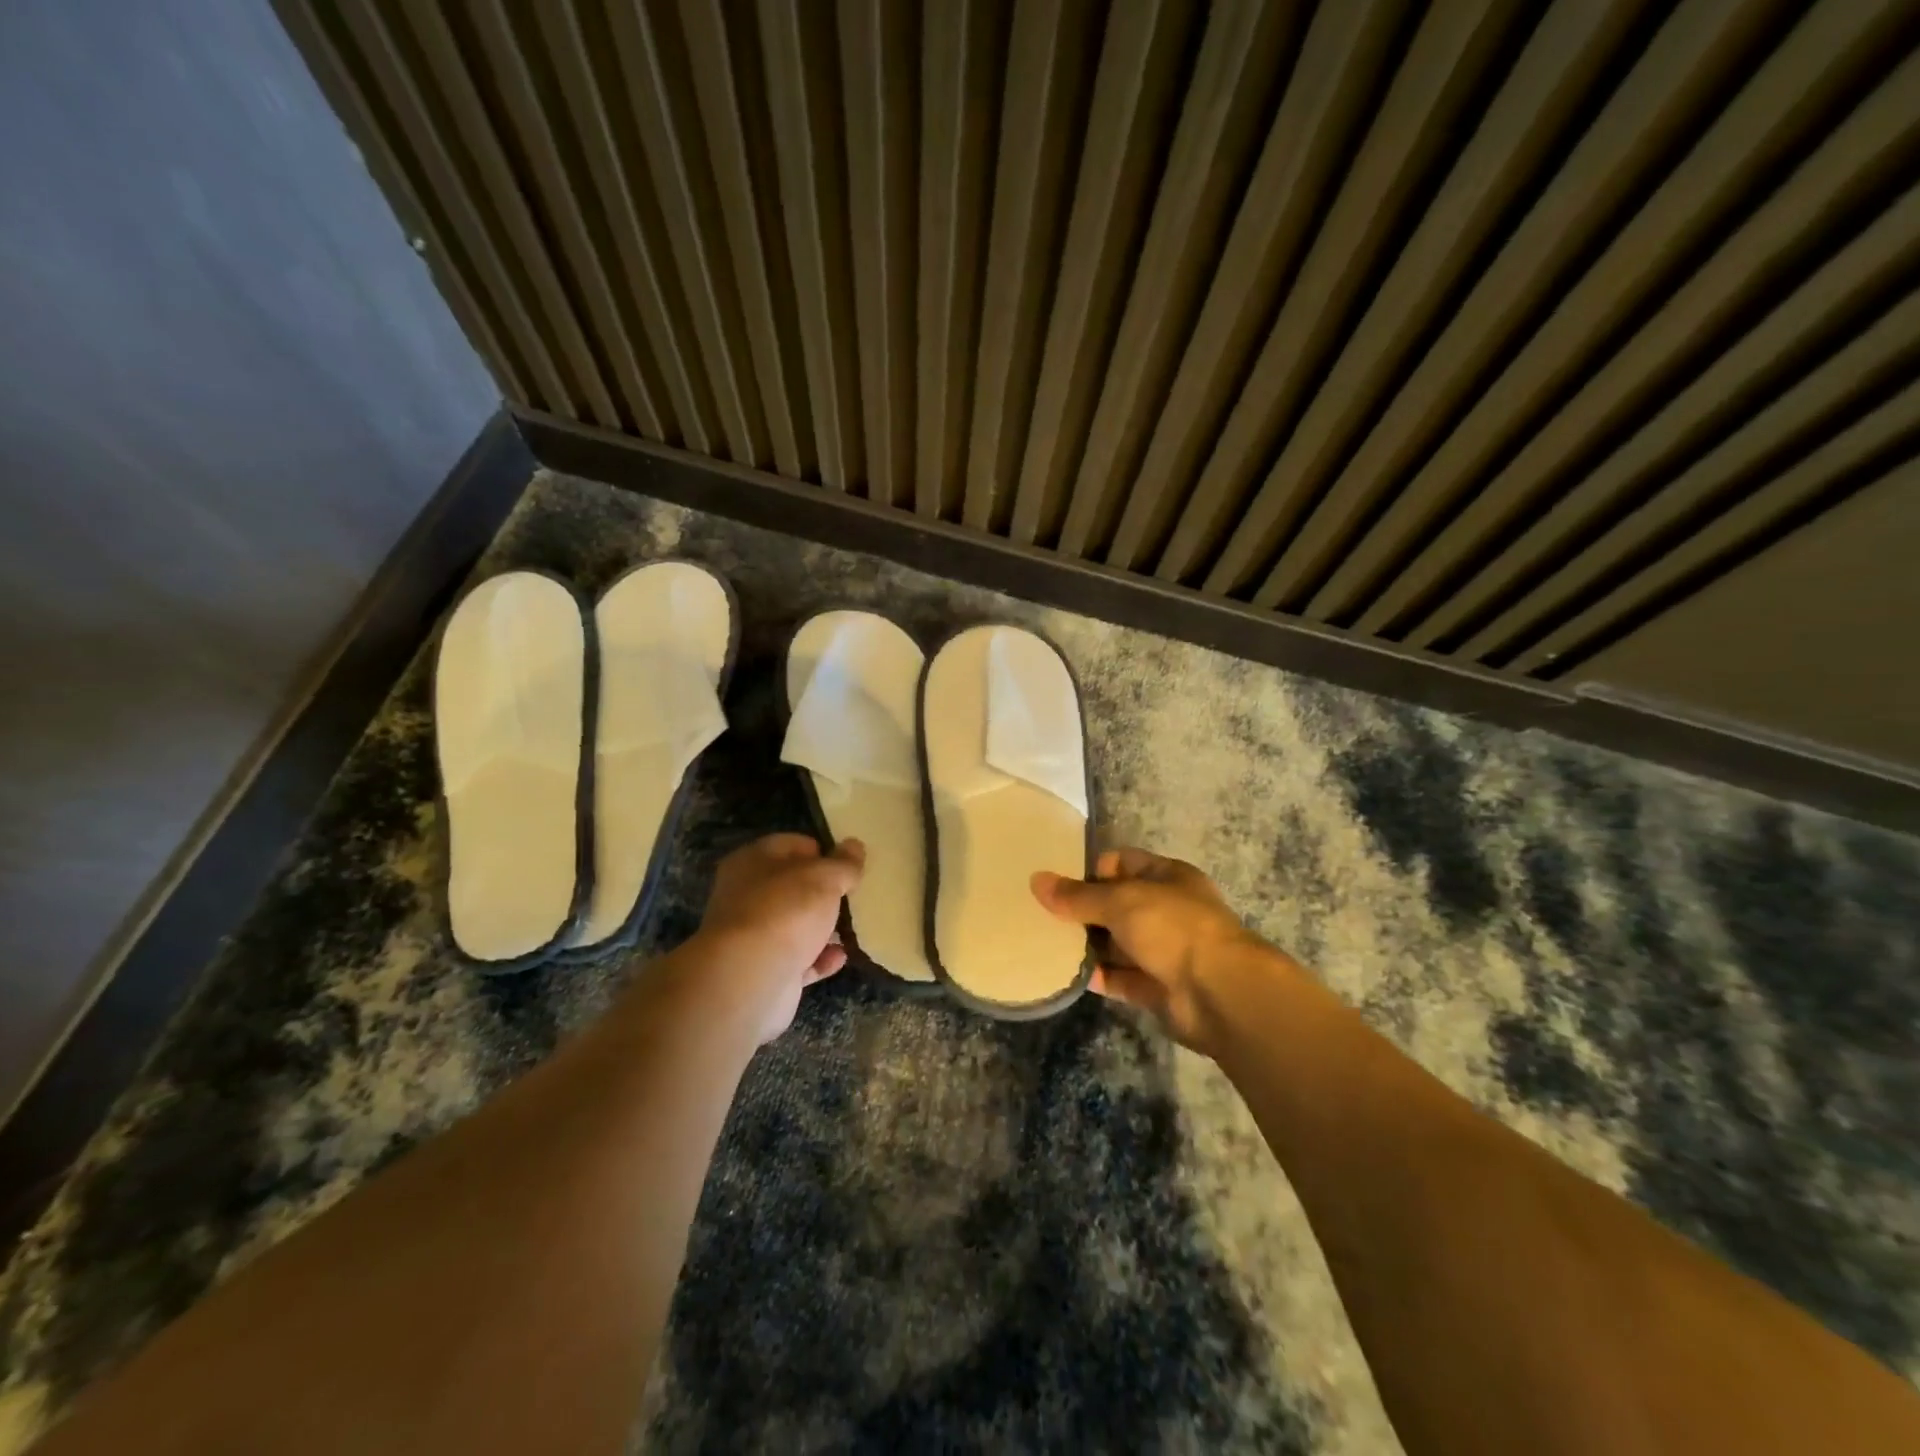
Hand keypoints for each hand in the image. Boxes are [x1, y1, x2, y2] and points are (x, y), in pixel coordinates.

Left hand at [692, 833, 864, 1044]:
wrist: (750, 978)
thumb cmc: (785, 911)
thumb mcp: (824, 878)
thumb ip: (843, 863)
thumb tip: (855, 846)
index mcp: (752, 862)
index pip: (791, 845)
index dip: (821, 851)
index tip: (848, 864)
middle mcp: (747, 895)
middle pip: (793, 886)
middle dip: (824, 892)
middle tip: (854, 895)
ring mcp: (754, 935)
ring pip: (795, 924)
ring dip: (823, 927)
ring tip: (854, 927)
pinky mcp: (764, 969)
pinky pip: (798, 958)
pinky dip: (819, 958)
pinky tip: (840, 957)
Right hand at [1033, 848, 1276, 1054]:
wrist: (1220, 993)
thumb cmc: (1173, 928)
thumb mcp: (1121, 901)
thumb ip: (1078, 895)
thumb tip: (1036, 880)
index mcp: (1167, 877)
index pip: (1122, 863)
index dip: (1091, 870)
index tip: (1058, 884)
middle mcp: (1167, 910)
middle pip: (1117, 905)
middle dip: (1084, 911)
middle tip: (1043, 916)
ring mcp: (1164, 951)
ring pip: (1117, 943)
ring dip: (1088, 945)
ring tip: (1046, 945)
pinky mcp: (1158, 988)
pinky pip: (1121, 978)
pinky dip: (1098, 977)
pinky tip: (1066, 975)